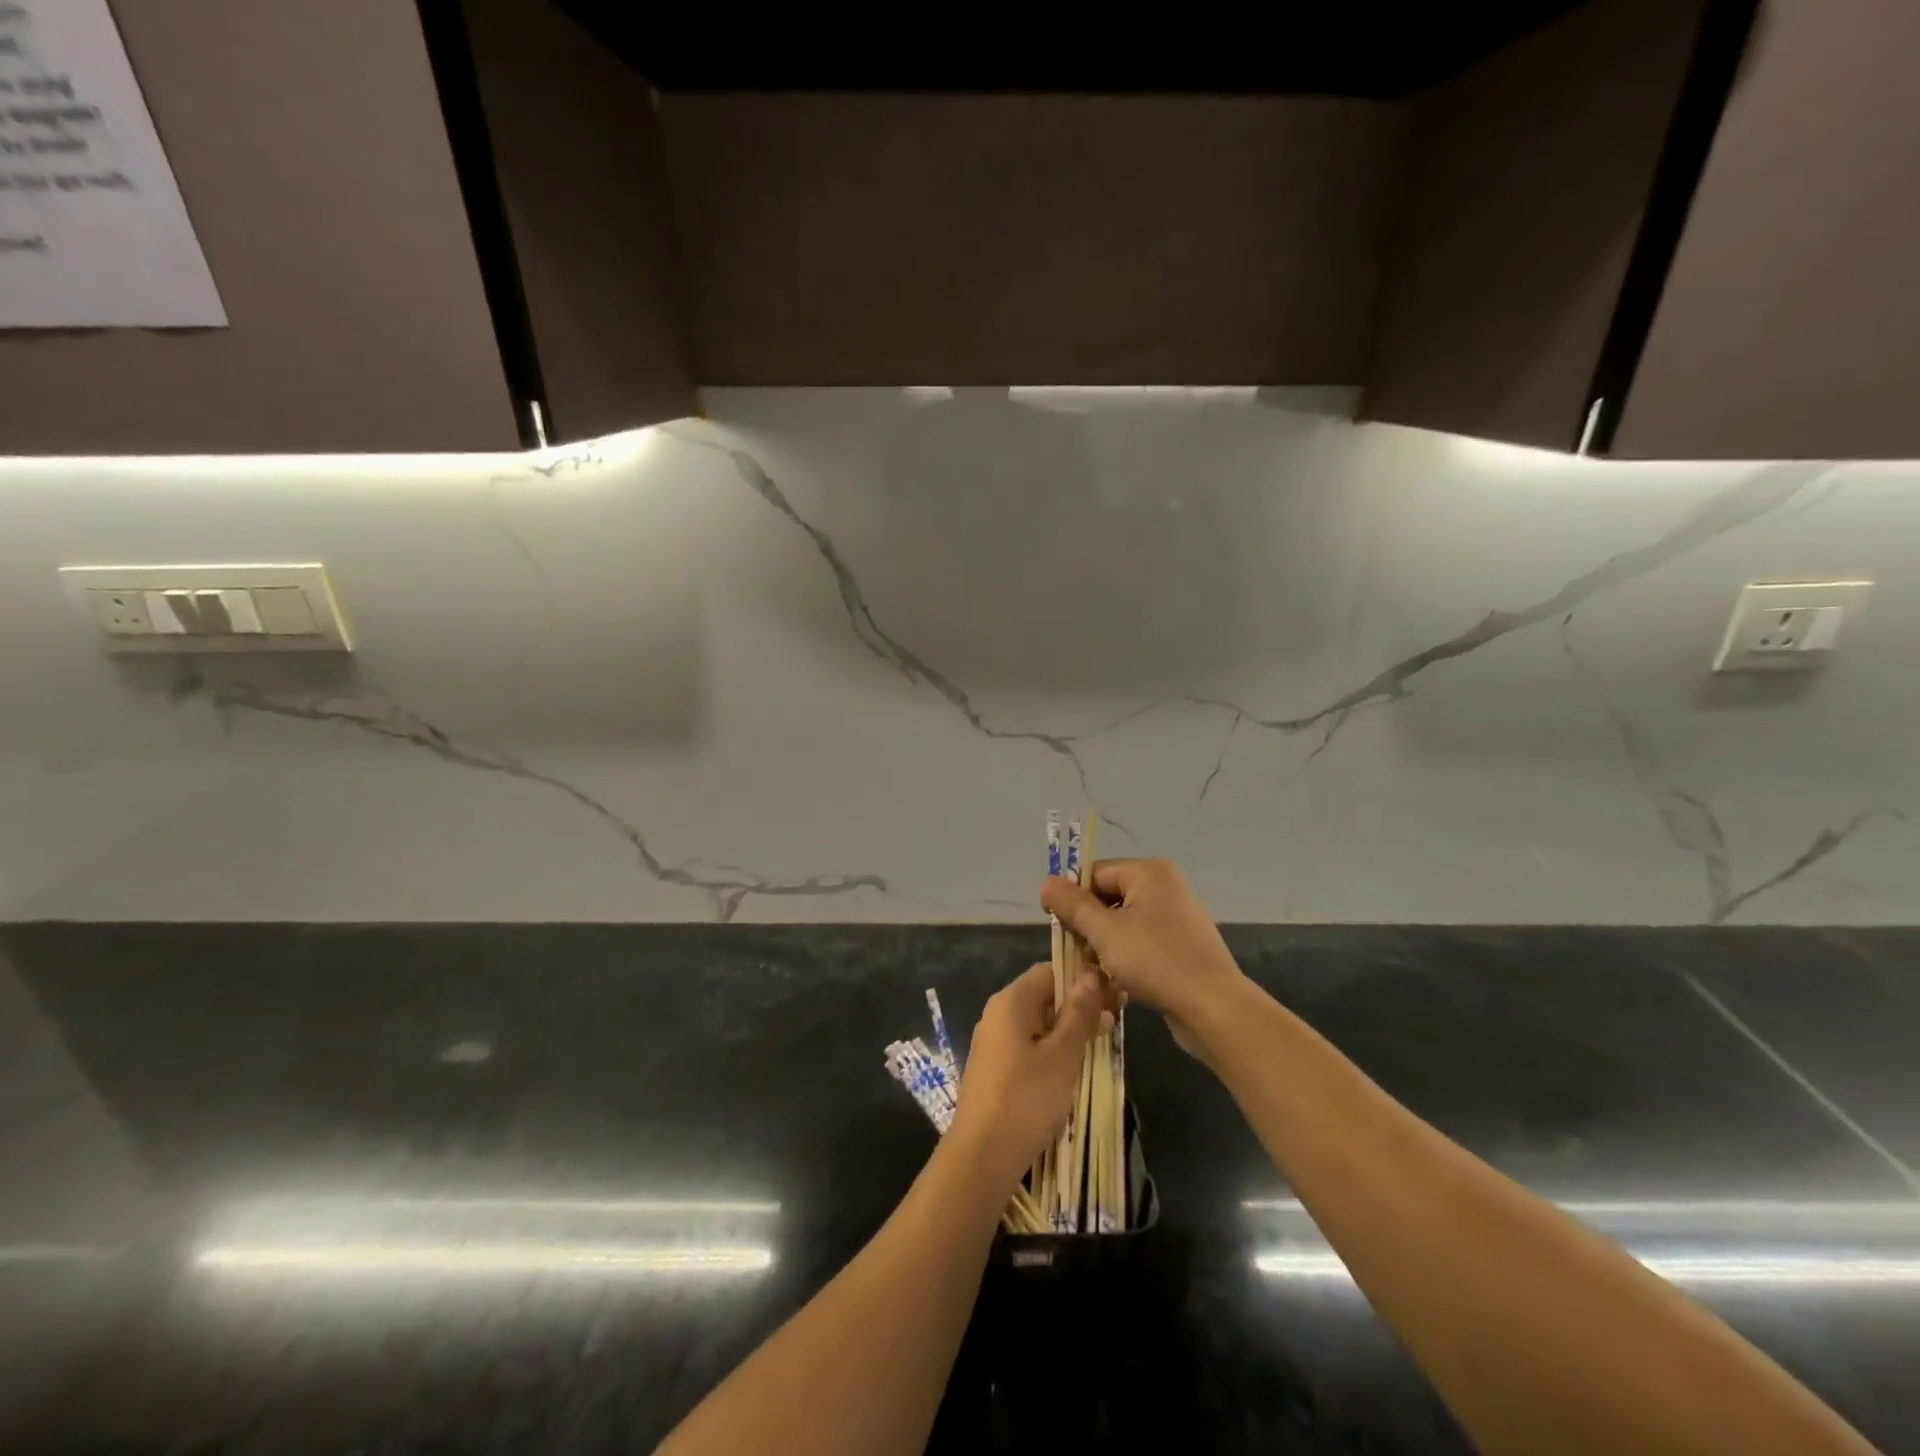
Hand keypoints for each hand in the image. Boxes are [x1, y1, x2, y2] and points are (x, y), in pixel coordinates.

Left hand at [950, 963, 1105, 1186]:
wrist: (982, 1155)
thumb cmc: (1026, 1098)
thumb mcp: (1062, 1054)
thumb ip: (1078, 1014)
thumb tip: (1090, 976)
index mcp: (1011, 1001)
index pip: (1050, 972)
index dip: (1082, 980)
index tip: (1113, 997)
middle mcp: (998, 1014)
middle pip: (1043, 996)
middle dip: (1078, 1007)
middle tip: (1114, 1023)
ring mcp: (993, 1042)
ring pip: (1038, 1024)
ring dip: (1068, 1031)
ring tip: (1100, 1046)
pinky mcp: (994, 1068)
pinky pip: (1027, 1046)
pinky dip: (1051, 1050)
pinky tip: (1072, 1069)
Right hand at [1040, 858, 1246, 1050]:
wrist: (1214, 1007)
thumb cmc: (1155, 961)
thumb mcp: (1105, 932)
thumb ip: (1073, 905)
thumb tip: (1046, 882)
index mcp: (1149, 872)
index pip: (1095, 873)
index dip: (1071, 897)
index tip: (1055, 924)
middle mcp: (1165, 886)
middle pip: (1109, 897)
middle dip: (1088, 925)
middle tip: (1074, 952)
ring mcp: (1177, 916)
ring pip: (1123, 923)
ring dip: (1104, 945)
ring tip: (1093, 971)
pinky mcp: (1182, 944)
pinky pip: (1142, 941)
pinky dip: (1125, 957)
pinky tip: (1116, 981)